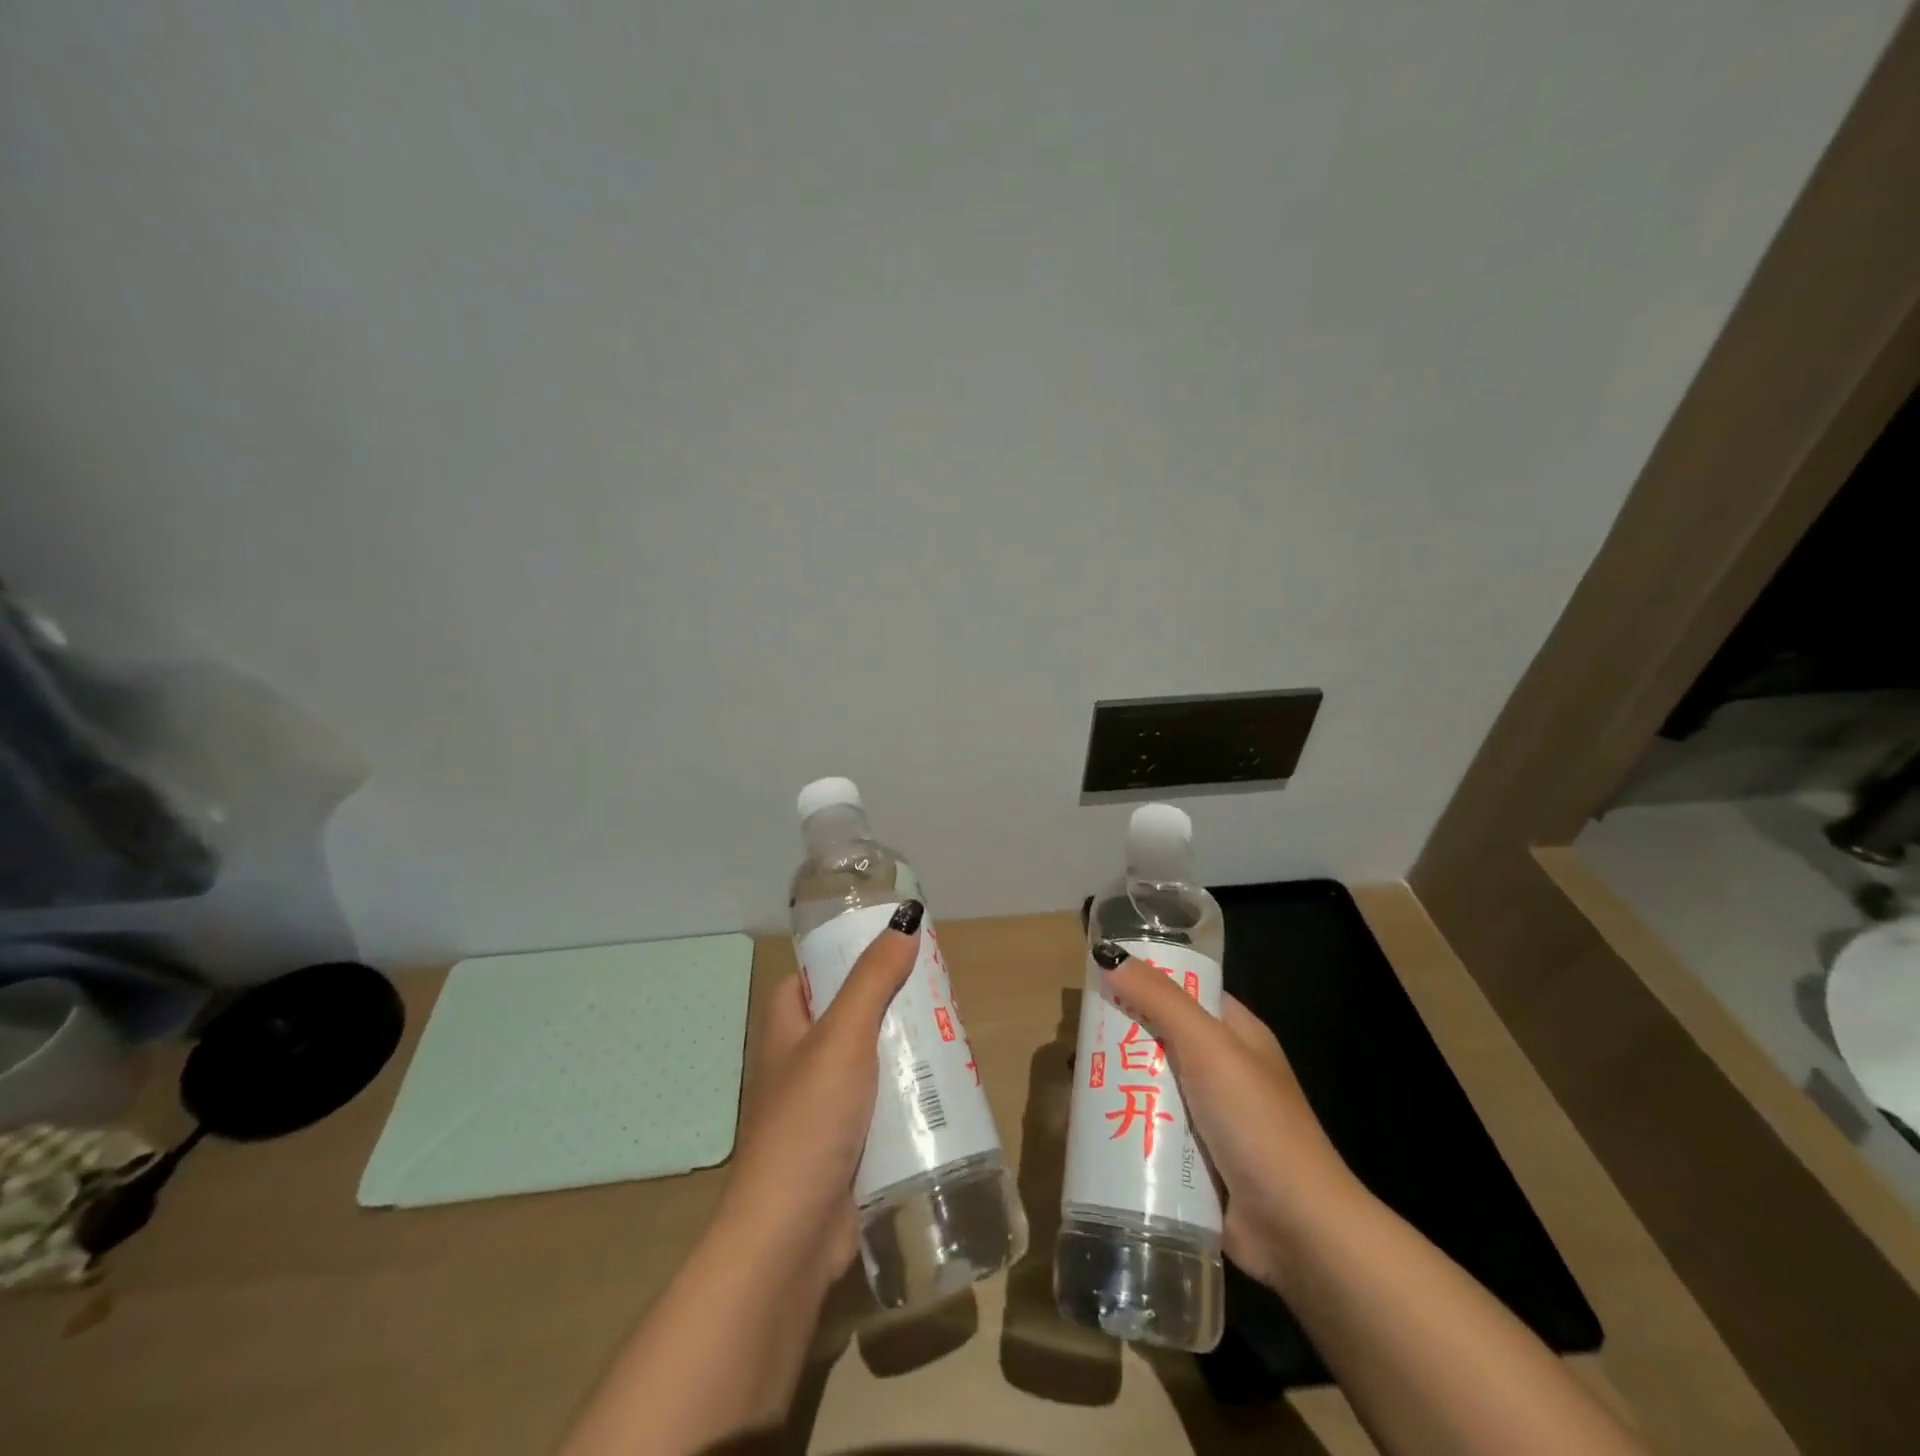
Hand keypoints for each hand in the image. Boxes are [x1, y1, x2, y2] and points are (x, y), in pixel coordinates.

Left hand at [717, 904, 923, 1281]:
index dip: (846, 959)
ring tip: (954, 1034)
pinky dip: (910, 1096)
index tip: (893, 950)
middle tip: (940, 993)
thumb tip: (905, 919)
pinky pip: (884, 1106)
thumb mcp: (843, 1036)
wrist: (791, 1236)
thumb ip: (874, 978)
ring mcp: (825, 1108)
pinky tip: (947, 1089)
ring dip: (907, 1053)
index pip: (811, 977)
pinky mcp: (849, 1145)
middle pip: (851, 1017)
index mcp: (785, 1030)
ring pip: (872, 1063)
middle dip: (893, 1006)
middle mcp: (800, 1064)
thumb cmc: (809, 1120)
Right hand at [1097, 946, 1361, 1291]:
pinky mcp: (1194, 1160)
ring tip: (1071, 1081)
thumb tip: (1110, 956)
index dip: (1146, 980)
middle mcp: (1222, 1070)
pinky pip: (1150, 1131)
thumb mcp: (1210, 1048)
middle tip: (1075, 1037)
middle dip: (1121, 1037)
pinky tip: (1087, 1126)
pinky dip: (1123, 1126)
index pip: (1186, 991)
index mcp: (1237, 1034)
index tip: (1100, 977)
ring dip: (1116, 1084)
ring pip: (1151, 1086)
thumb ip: (1161, 1001)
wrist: (1298, 1232)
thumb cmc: (1258, 1125)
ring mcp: (1209, 1117)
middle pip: (1161, 1038)